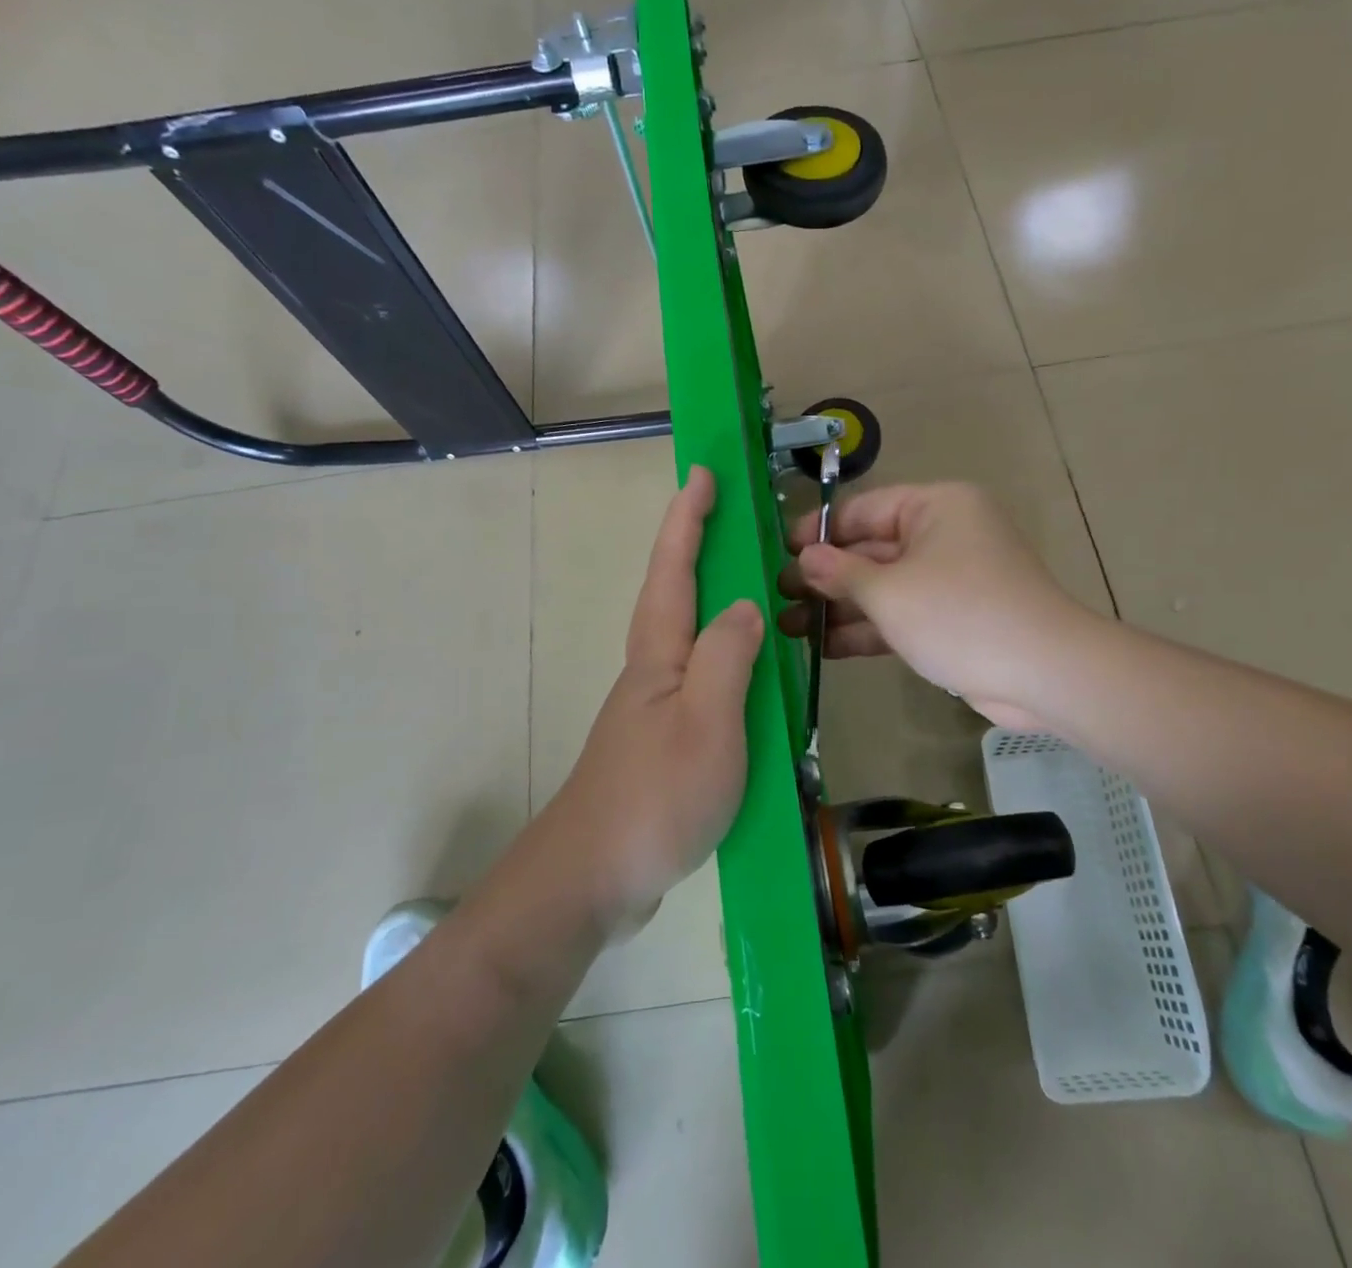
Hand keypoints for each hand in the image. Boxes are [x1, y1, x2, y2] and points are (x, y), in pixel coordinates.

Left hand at [547, 466, 762, 933]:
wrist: (594, 877)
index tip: (702, 473)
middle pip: (677, 593)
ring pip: (691, 636)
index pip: (674, 568)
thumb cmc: (654, 795)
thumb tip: (745, 604)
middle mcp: (654, 669)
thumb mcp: (707, 722)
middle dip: (699, 547)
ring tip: (757, 586)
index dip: (688, 518)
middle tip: (736, 518)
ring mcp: (656, 707)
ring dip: (717, 600)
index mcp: (660, 653)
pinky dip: (728, 658)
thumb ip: (728, 657)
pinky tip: (752, 674)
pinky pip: (704, 679)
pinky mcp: (665, 741)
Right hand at [778, 482, 1082, 729]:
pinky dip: (868, 629)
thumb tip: (804, 557)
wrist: (1043, 674)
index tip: (780, 553)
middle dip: (825, 577)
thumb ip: (842, 573)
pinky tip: (825, 648)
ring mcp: (948, 580)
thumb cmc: (960, 614)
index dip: (820, 531)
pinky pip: (901, 614)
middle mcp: (942, 535)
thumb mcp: (891, 591)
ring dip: (839, 608)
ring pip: (883, 587)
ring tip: (788, 627)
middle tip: (777, 597)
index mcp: (935, 507)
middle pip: (870, 550)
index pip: (864, 510)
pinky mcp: (952, 619)